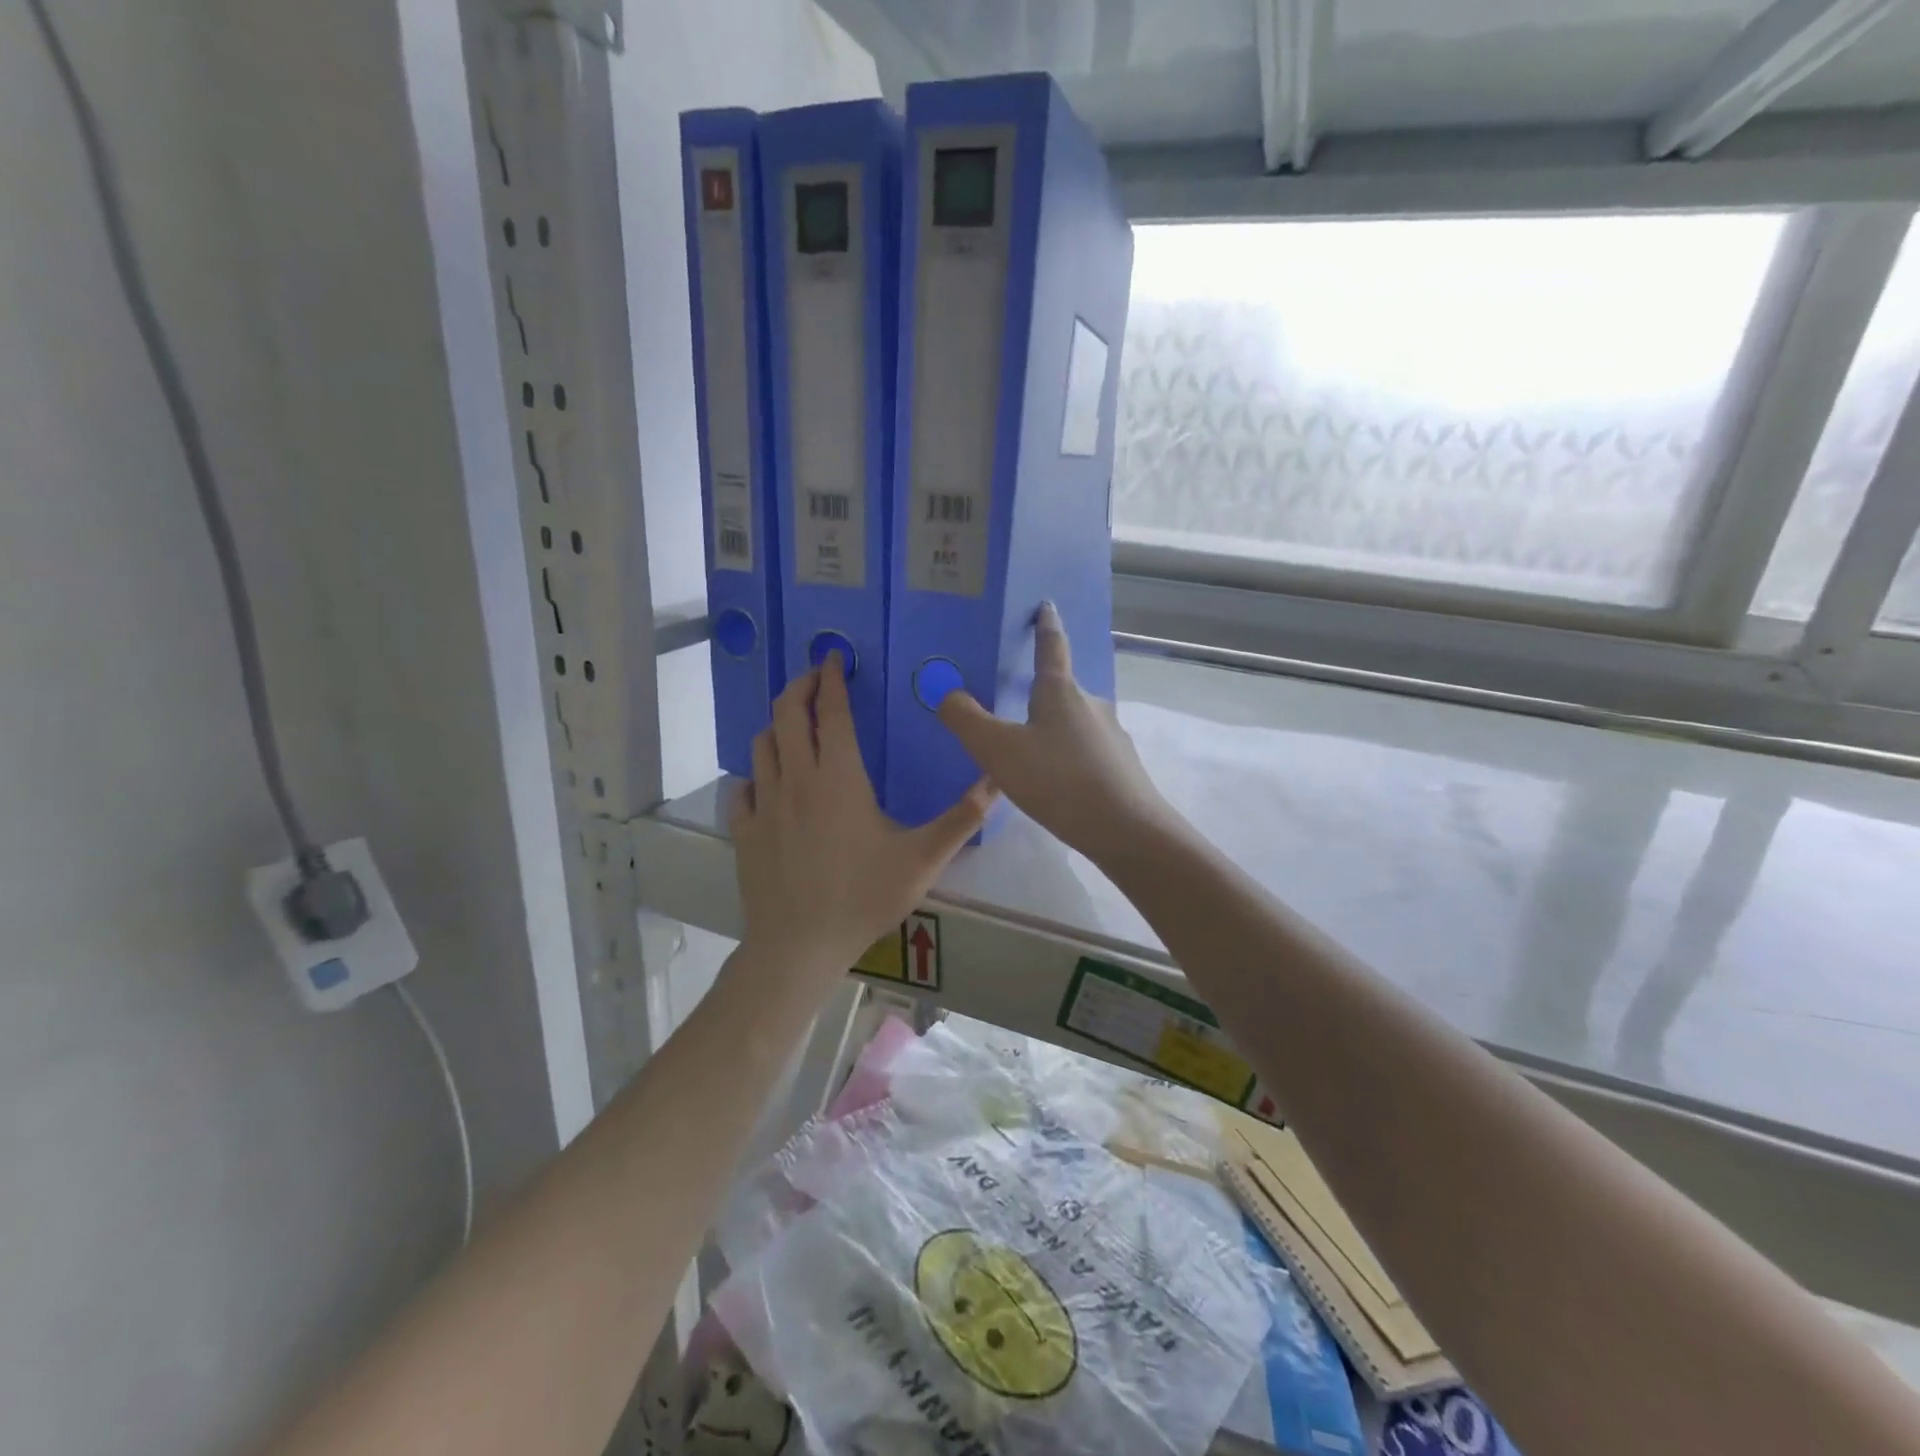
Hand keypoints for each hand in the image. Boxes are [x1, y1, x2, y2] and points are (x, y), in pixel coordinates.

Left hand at [731, 655, 994, 985]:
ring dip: (777, 724)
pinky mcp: (745, 829)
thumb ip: (961, 818)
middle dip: (799, 685)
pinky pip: (744, 786)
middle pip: (787, 714)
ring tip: (794, 723)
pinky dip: (756, 772)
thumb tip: (996, 781)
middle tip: (814, 675)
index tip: (835, 657)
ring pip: (762, 745)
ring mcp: (765, 803)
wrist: (798, 945)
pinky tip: (767, 781)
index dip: (832, 679)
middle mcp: (797, 779)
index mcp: (839, 777)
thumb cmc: (863, 897)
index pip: (830, 711)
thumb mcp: (922, 859)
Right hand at [937, 603, 1174, 861]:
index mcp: (1060, 692)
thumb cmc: (1058, 780)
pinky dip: (1069, 759)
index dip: (1045, 626)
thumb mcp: (999, 751)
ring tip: (1031, 757)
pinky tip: (1058, 785)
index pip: (1051, 647)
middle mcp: (1091, 704)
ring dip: (1054, 732)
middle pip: (1062, 691)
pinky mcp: (1122, 766)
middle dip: (1040, 695)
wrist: (1126, 830)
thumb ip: (967, 721)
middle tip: (1013, 708)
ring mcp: (1111, 736)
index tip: (1046, 605)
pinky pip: (1086, 753)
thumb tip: (947, 693)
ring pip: (1074, 725)